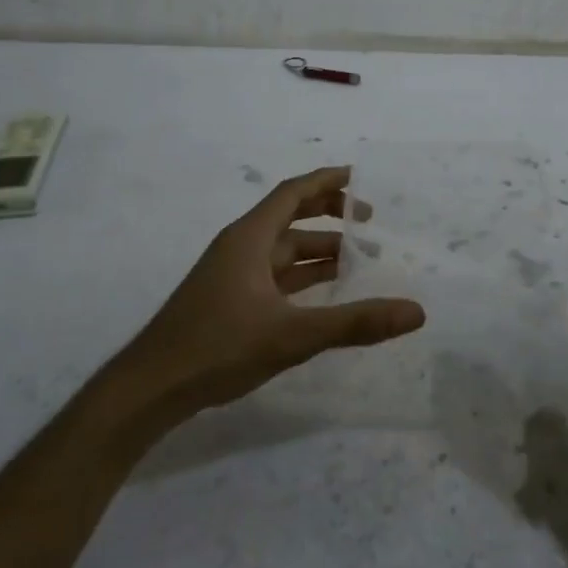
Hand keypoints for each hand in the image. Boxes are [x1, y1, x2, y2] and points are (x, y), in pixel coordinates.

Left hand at [126, 165, 425, 417]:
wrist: (151, 388)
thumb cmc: (218, 348)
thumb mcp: (293, 335)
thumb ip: (355, 323)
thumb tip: (416, 312)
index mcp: (249, 238)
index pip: (292, 193)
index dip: (327, 181)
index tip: (361, 178)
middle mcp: (240, 248)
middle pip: (289, 217)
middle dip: (329, 215)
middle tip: (370, 222)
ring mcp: (232, 276)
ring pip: (283, 251)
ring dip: (319, 251)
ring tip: (360, 259)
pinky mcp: (229, 302)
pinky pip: (275, 276)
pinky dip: (302, 277)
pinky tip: (324, 292)